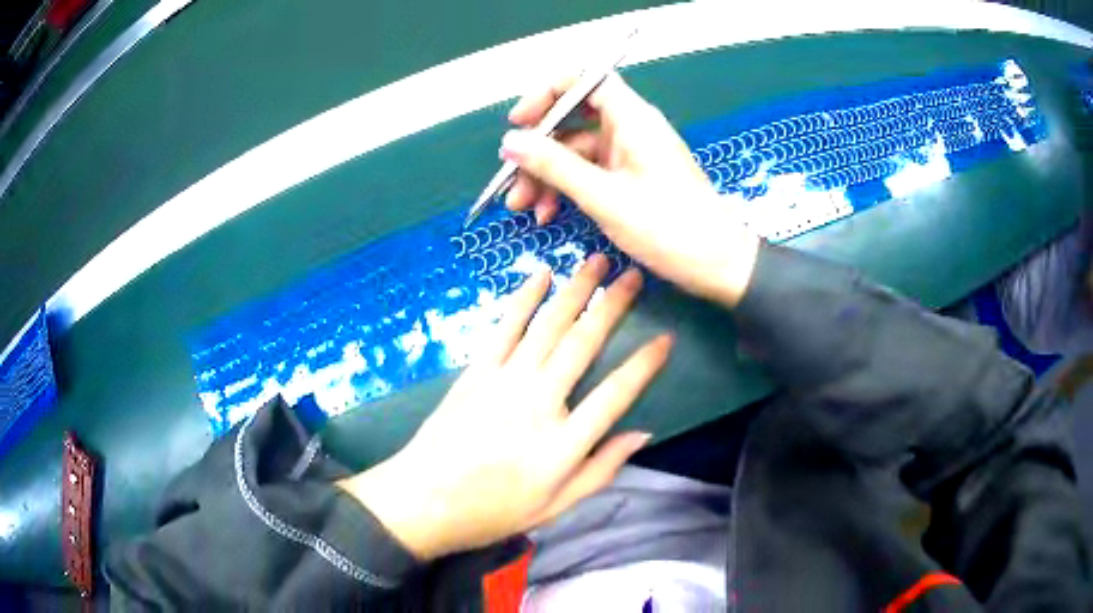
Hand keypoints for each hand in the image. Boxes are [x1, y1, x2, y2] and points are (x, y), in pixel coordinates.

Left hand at [339, 255, 671, 559]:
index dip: (645, 364)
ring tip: (596, 261)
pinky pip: (506, 327)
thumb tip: (642, 434)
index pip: (617, 393)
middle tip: (633, 274)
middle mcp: (539, 401)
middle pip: (584, 343)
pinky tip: (541, 275)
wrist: (424, 500)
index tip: (665, 338)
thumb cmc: (493, 510)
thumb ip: (601, 471)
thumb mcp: (556, 507)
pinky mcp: (476, 371)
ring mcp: (504, 381)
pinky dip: (525, 299)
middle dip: (613, 305)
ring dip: (575, 290)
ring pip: (548, 325)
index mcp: (564, 443)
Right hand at [503, 72, 759, 307]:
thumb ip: (555, 166)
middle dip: (538, 149)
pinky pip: (590, 172)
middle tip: (512, 180)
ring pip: (576, 151)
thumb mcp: (604, 197)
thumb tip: (510, 142)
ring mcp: (630, 154)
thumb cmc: (668, 227)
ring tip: (525, 208)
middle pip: (572, 120)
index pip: (585, 80)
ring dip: (547, 176)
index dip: (547, 93)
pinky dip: (567, 189)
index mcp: (632, 118)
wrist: (718, 264)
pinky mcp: (631, 178)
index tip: (519, 122)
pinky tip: (549, 214)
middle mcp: (630, 128)